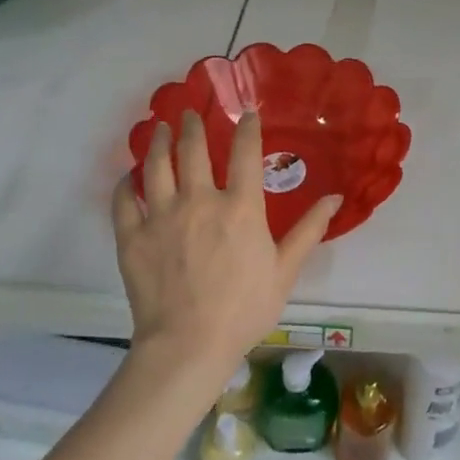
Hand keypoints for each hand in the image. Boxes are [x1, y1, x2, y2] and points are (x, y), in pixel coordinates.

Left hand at [112, 110, 338, 375]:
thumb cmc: (244, 308)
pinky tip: (127, 177)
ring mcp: (162, 217)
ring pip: (155, 166)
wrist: (187, 346)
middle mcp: (200, 201)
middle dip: (192, 125)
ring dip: (157, 142)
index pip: (244, 152)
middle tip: (189, 113)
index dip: (247, 128)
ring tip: (158, 128)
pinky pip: (124, 201)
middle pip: (192, 149)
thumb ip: (309, 229)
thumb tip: (336, 197)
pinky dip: (125, 184)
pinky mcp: (133, 238)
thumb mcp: (285, 269)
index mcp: (240, 207)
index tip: (247, 113)